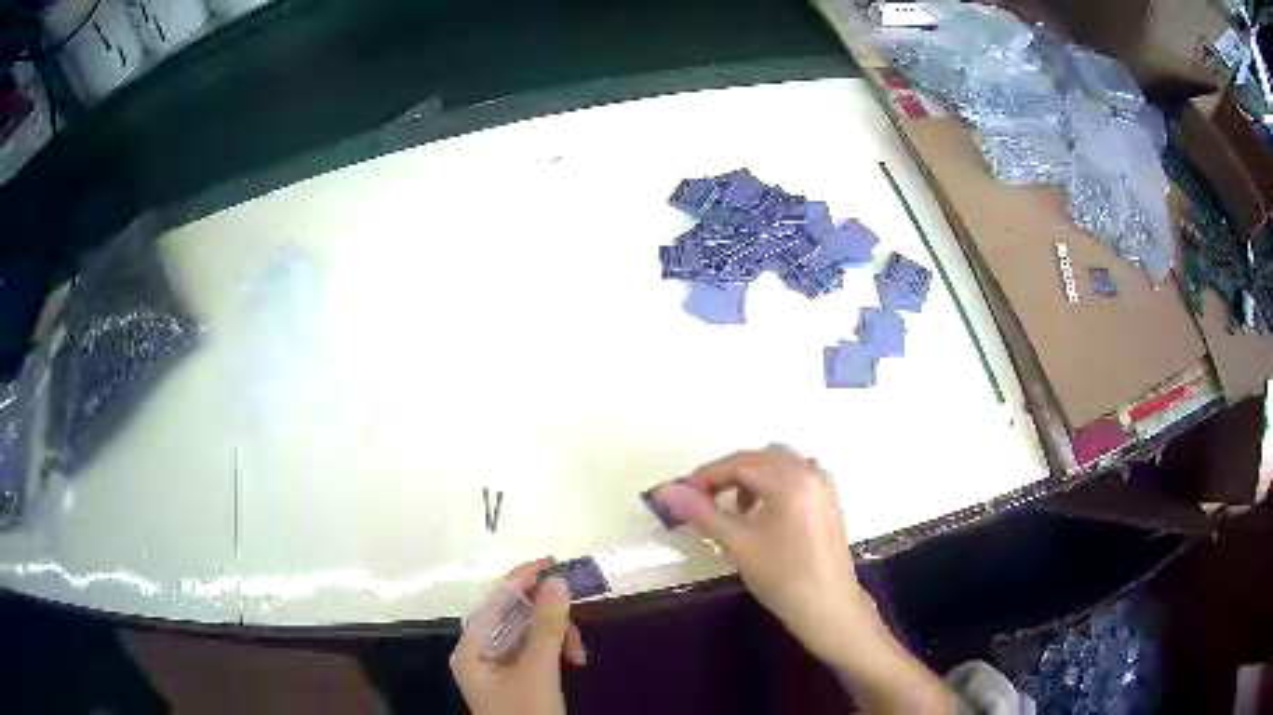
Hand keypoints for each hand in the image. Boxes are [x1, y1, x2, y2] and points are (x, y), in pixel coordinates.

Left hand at [450, 559, 587, 714]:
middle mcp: (480, 653)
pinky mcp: (516, 679)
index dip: (520, 579)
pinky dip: (555, 650)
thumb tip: (559, 581)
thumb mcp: (538, 670)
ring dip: (556, 635)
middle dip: (546, 613)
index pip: (493, 602)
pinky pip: (534, 651)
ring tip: (579, 652)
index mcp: (472, 648)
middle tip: (577, 609)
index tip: (552, 562)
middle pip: (511, 616)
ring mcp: (498, 668)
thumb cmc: (526, 713)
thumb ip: (547, 626)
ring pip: (528, 634)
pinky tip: (573, 658)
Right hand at [656, 445, 879, 663]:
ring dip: (750, 477)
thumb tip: (664, 490)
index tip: (680, 495)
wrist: (827, 607)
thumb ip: (701, 512)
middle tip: (701, 501)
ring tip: (733, 510)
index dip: (705, 476)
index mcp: (790, 479)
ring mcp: (823, 483)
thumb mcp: (737, 544)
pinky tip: (761, 513)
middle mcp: (810, 471)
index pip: (738, 464)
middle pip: (758, 458)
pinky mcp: (828, 498)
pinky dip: (772, 484)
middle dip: (727, 475)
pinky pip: (794, 475)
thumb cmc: (782, 578)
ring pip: (777, 464)